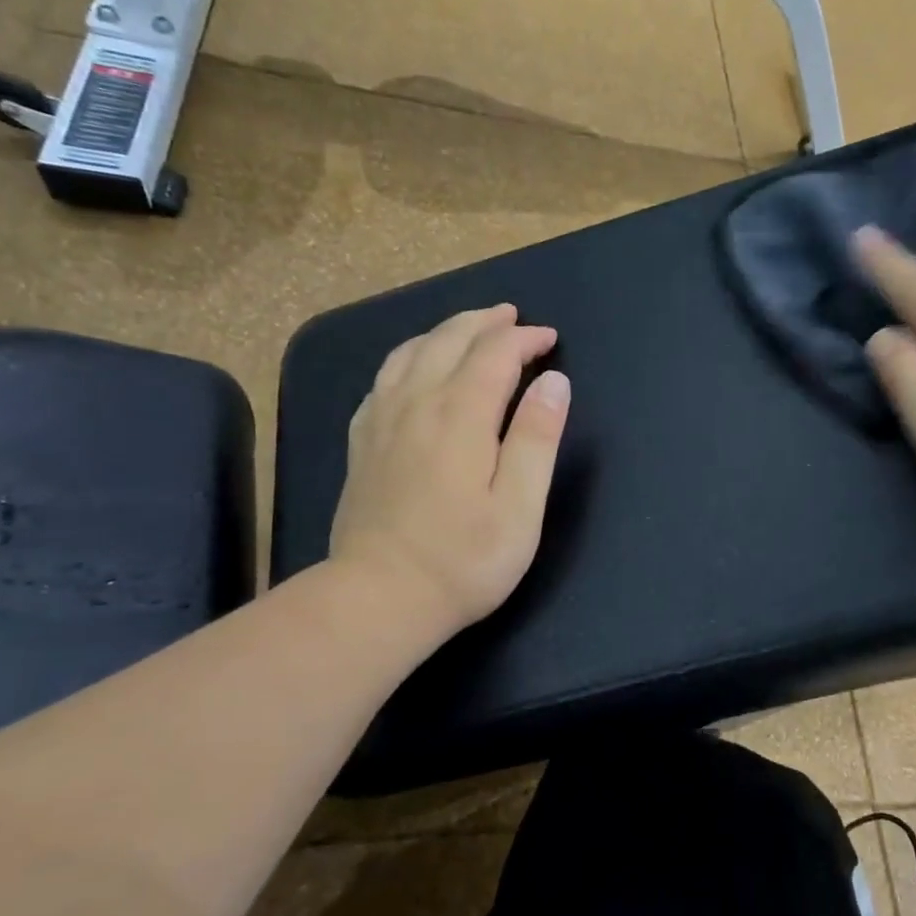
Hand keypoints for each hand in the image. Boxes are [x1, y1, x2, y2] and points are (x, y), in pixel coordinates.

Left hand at [331, 304, 570, 639]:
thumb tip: (553, 382)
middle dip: (485, 322)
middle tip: (513, 317)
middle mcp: (416, 404)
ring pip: (411, 351)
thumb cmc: (464, 560)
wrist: (379, 598)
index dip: (524, 339)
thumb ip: (537, 438)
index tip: (550, 339)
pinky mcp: (362, 442)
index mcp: (460, 416)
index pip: (494, 354)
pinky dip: (408, 357)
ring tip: (469, 329)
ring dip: (445, 331)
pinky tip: (415, 368)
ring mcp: (381, 421)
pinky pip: (383, 378)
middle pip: (449, 340)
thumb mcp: (520, 507)